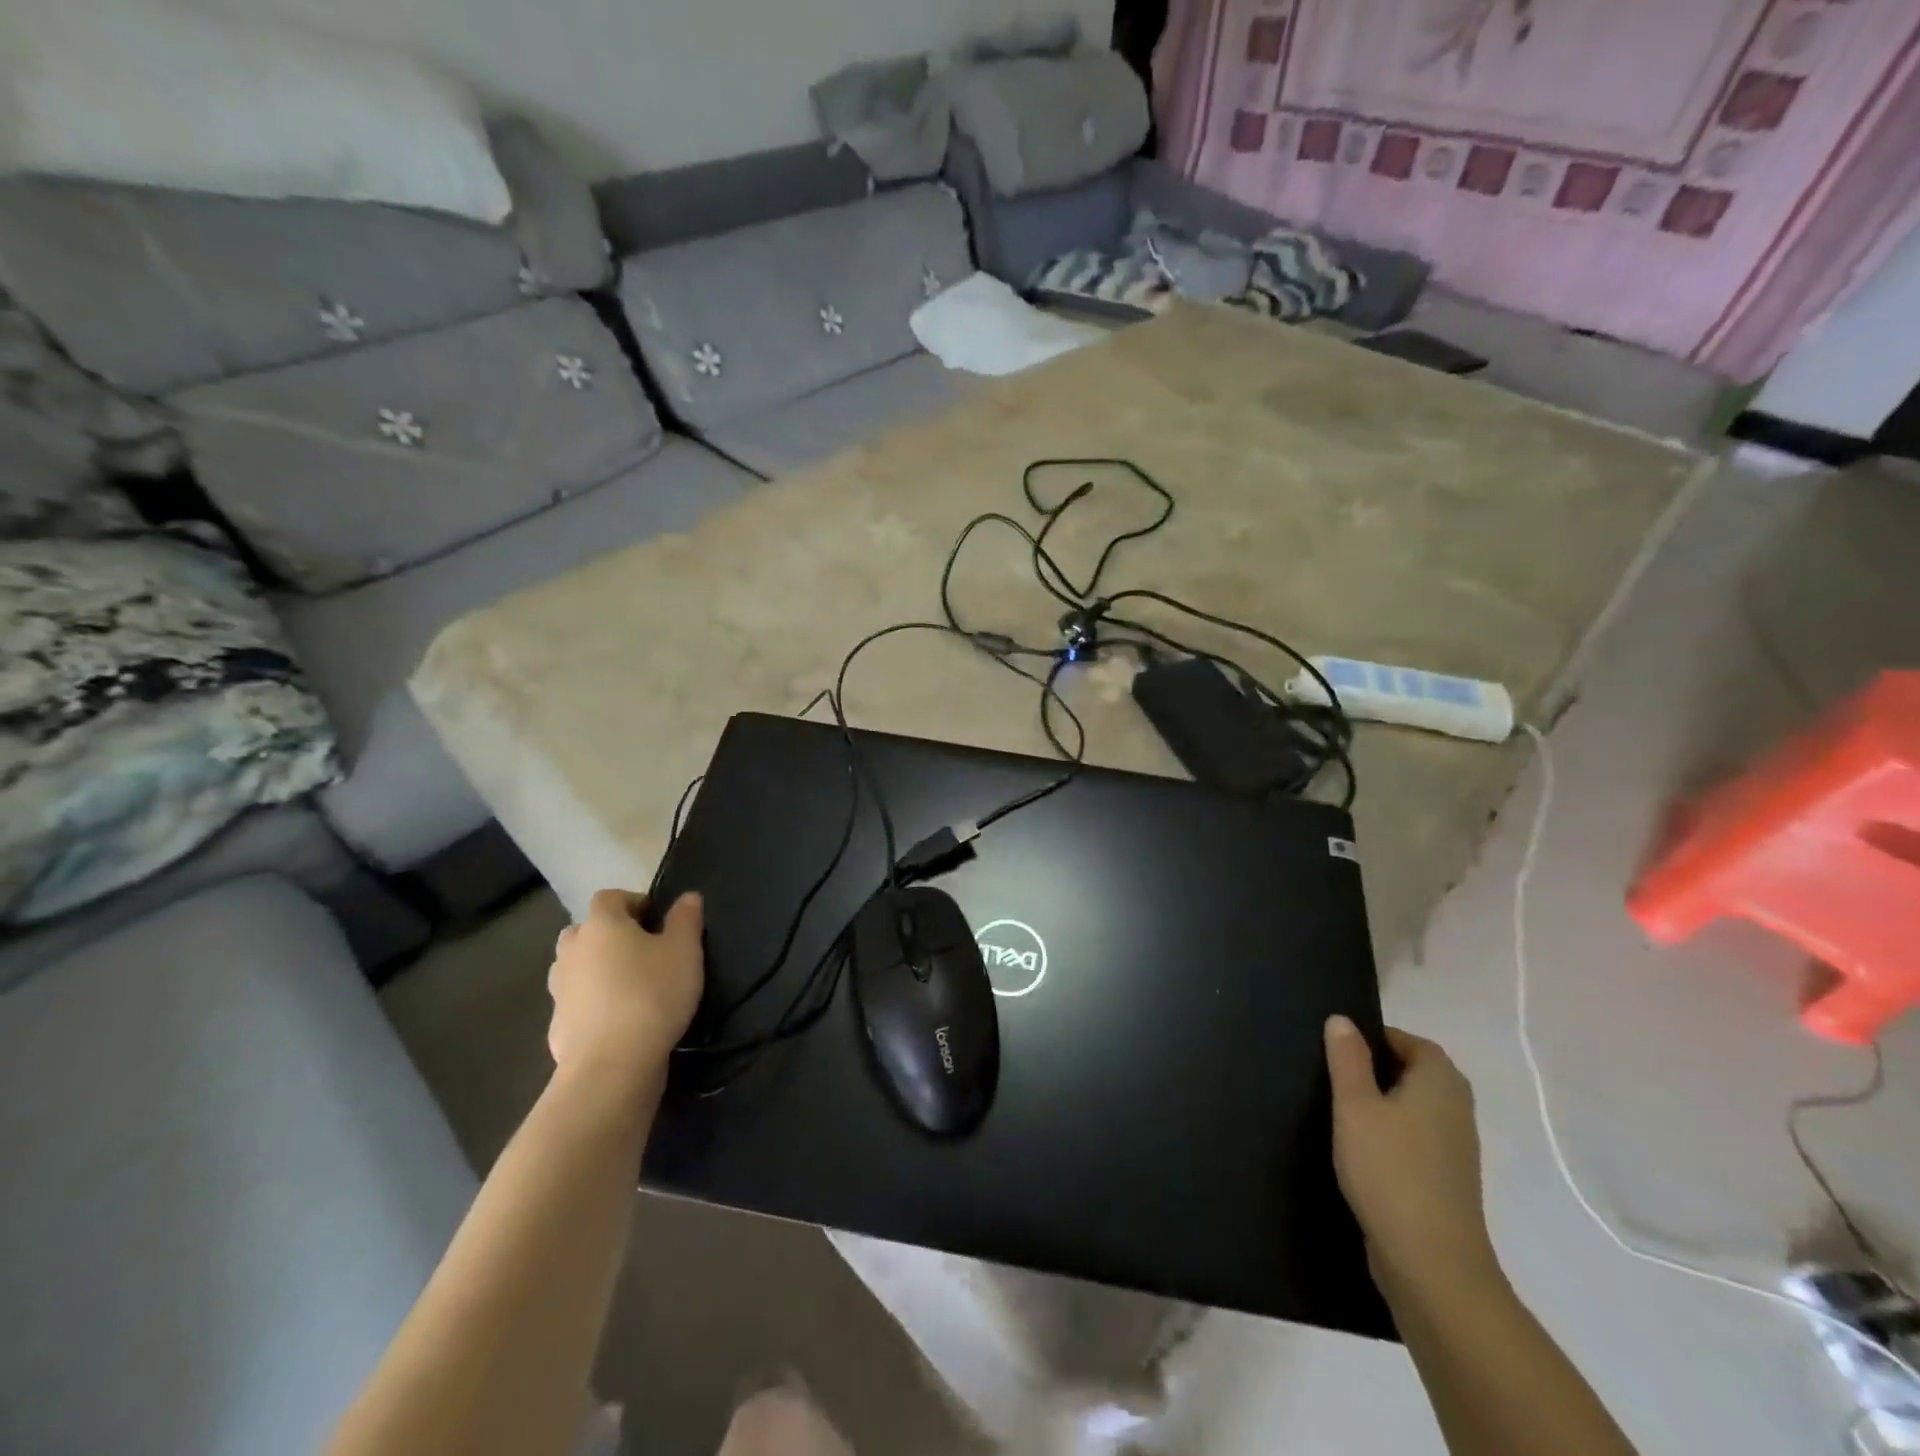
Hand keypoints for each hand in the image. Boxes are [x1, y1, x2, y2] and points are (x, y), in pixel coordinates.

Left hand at [548, 889, 704, 1096]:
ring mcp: (559, 990)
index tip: (656, 919)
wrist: (611, 1065)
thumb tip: (688, 897)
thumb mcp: (684, 951)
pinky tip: (618, 1020)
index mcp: (601, 925)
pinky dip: (592, 1004)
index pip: (610, 897)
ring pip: (576, 967)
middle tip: (641, 951)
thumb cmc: (652, 994)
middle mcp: (572, 951)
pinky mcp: (556, 1026)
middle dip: (609, 935)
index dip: (633, 902)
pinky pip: (576, 1003)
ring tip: (630, 985)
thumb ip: (685, 919)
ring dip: (597, 969)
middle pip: (585, 931)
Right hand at [1325, 1016, 1502, 1302]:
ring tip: (1339, 1111)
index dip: (1376, 1038)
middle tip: (1332, 1075)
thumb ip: (1347, 1059)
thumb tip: (1342, 1020)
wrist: (1431, 1265)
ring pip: (1414, 1108)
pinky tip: (1358, 1150)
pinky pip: (1415, 1139)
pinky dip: (1389, 1135)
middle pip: (1415, 1073)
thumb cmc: (1390, 1170)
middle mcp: (1456, 1110)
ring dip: (1381, 1105)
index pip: (1412, 1042)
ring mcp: (1454, 1150)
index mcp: (1440, 1083)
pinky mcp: (1445, 1181)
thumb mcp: (1355, 1105)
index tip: (1337, 1048)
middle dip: (1376, 1070)